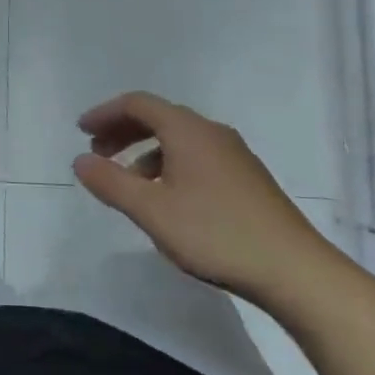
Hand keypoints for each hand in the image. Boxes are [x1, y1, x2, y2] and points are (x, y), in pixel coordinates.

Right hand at [71, 92, 336, 299]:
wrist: (294, 270)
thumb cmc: (215, 233)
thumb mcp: (151, 210)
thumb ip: (111, 182)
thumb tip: (80, 160)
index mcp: (187, 130)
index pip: (138, 104)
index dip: (105, 113)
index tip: (81, 132)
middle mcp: (211, 133)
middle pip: (159, 117)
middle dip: (123, 131)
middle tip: (97, 154)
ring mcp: (234, 155)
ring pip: (178, 139)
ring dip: (145, 152)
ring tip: (128, 183)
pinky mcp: (246, 179)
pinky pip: (196, 157)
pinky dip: (169, 165)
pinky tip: (166, 199)